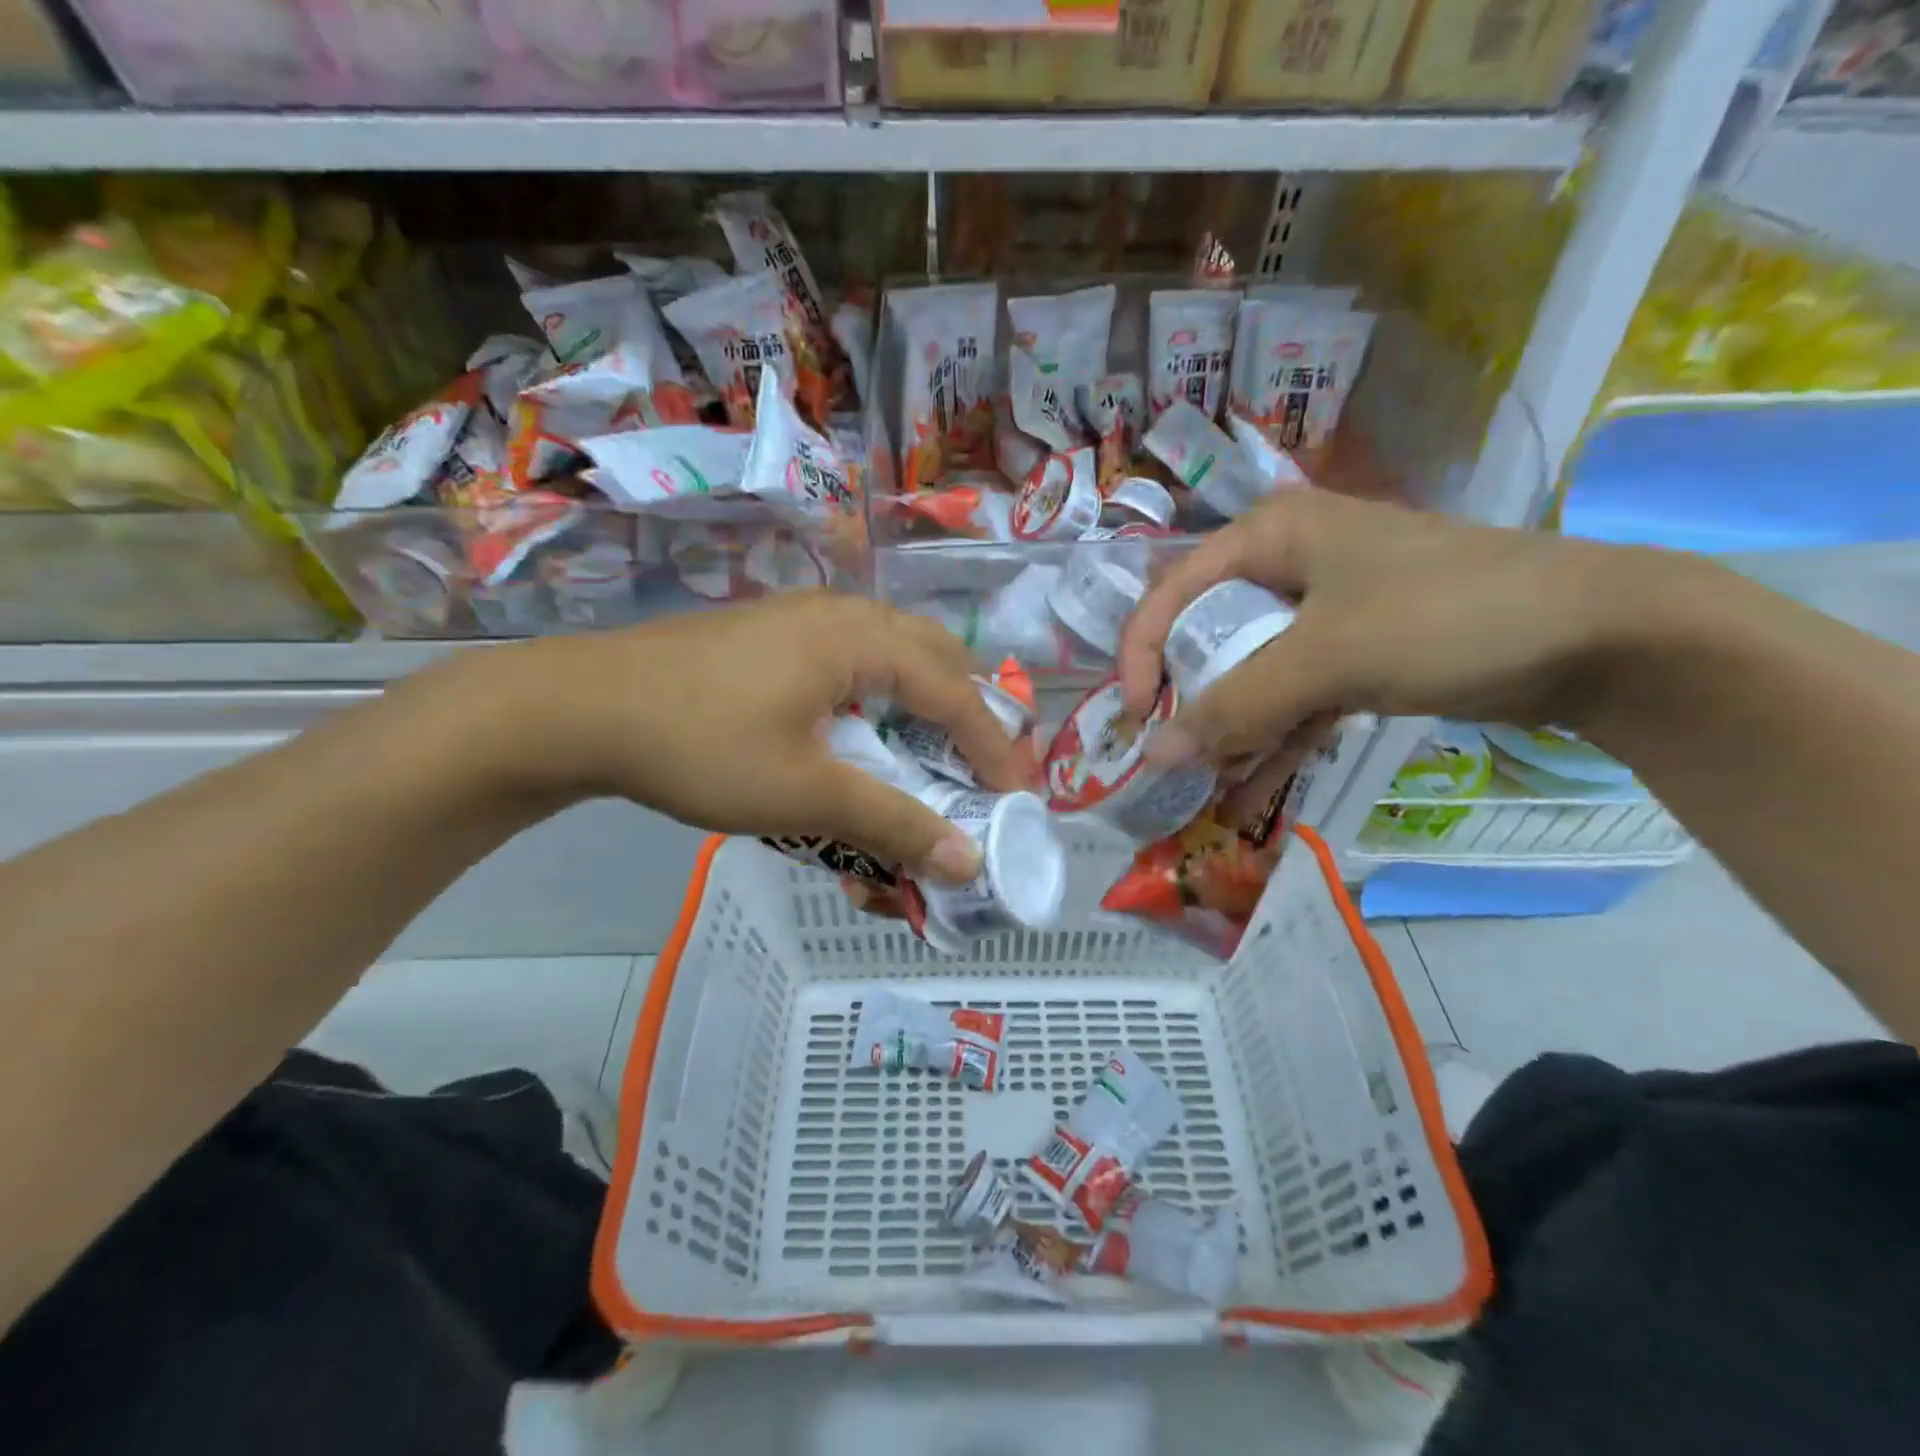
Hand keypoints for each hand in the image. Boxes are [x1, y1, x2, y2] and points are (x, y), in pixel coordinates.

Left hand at [491, 593, 1032, 883]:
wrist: (579, 709)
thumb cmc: (700, 745)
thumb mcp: (804, 793)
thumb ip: (893, 823)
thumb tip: (967, 864)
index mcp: (860, 637)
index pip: (955, 692)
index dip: (994, 746)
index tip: (1019, 797)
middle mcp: (842, 614)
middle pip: (936, 657)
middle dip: (970, 712)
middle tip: (987, 768)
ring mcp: (804, 619)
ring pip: (895, 653)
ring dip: (927, 702)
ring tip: (940, 753)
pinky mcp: (774, 637)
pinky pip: (855, 659)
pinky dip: (883, 696)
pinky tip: (869, 730)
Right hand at [1119, 489, 1623, 764]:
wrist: (1599, 635)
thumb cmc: (1446, 615)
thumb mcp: (1326, 658)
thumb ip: (1234, 706)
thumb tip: (1153, 757)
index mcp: (1268, 536)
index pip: (1172, 592)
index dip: (1141, 654)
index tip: (1135, 717)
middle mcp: (1286, 566)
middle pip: (1206, 635)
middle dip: (1183, 700)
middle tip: (1169, 756)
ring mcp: (1322, 613)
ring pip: (1248, 673)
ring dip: (1226, 730)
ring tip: (1204, 787)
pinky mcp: (1354, 654)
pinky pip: (1293, 698)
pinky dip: (1272, 741)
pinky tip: (1248, 791)